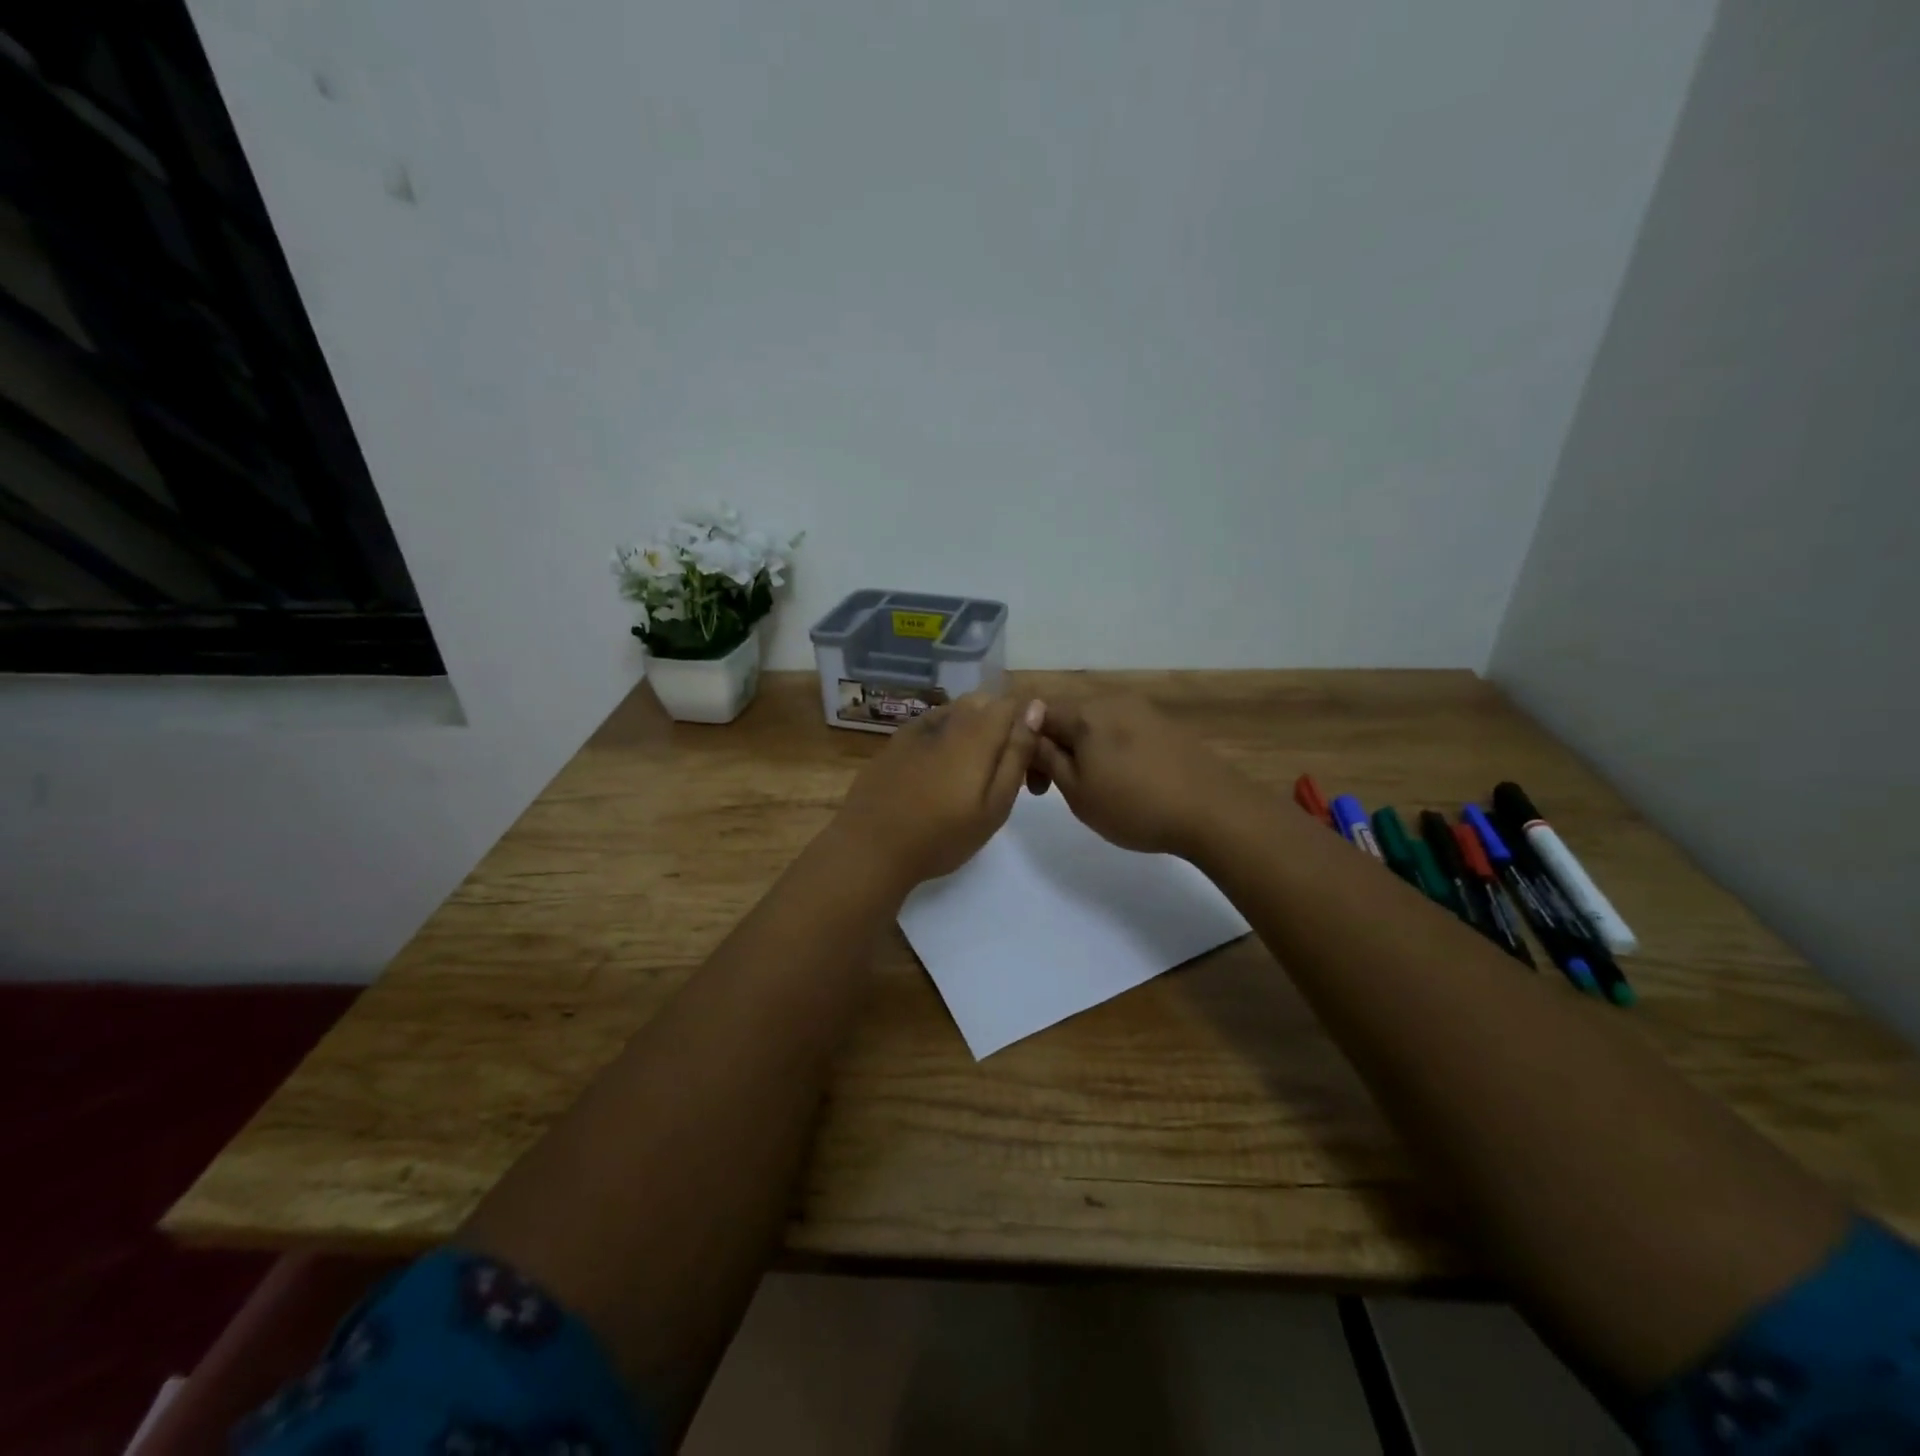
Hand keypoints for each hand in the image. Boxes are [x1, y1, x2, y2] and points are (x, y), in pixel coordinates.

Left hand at [834, 693, 1045, 891]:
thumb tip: (1035, 708)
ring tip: (967, 775)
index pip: (1011, 702)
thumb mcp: (995, 805)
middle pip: (983, 702)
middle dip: (998, 725)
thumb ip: (1016, 754)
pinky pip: (930, 725)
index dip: (1025, 723)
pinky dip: (943, 737)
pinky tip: (937, 771)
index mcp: (977, 732)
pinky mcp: (895, 741)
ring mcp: (916, 727)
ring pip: (956, 712)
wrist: (871, 847)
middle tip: (998, 771)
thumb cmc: (942, 835)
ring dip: (971, 730)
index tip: (1025, 758)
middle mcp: (947, 718)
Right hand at [1030, 695, 1247, 857]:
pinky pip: (1124, 731)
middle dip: (1056, 749)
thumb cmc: (1134, 805)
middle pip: (1069, 717)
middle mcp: (1113, 701)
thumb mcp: (1078, 791)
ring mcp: (1144, 711)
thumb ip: (1048, 759)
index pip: (1038, 715)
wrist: (1214, 811)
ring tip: (1095, 787)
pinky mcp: (1167, 726)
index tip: (1036, 786)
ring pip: (1097, 725)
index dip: (1027, 747)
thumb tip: (1030, 734)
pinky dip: (1112, 751)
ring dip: (1084, 751)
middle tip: (1058, 791)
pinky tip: (1126, 781)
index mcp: (1086, 713)